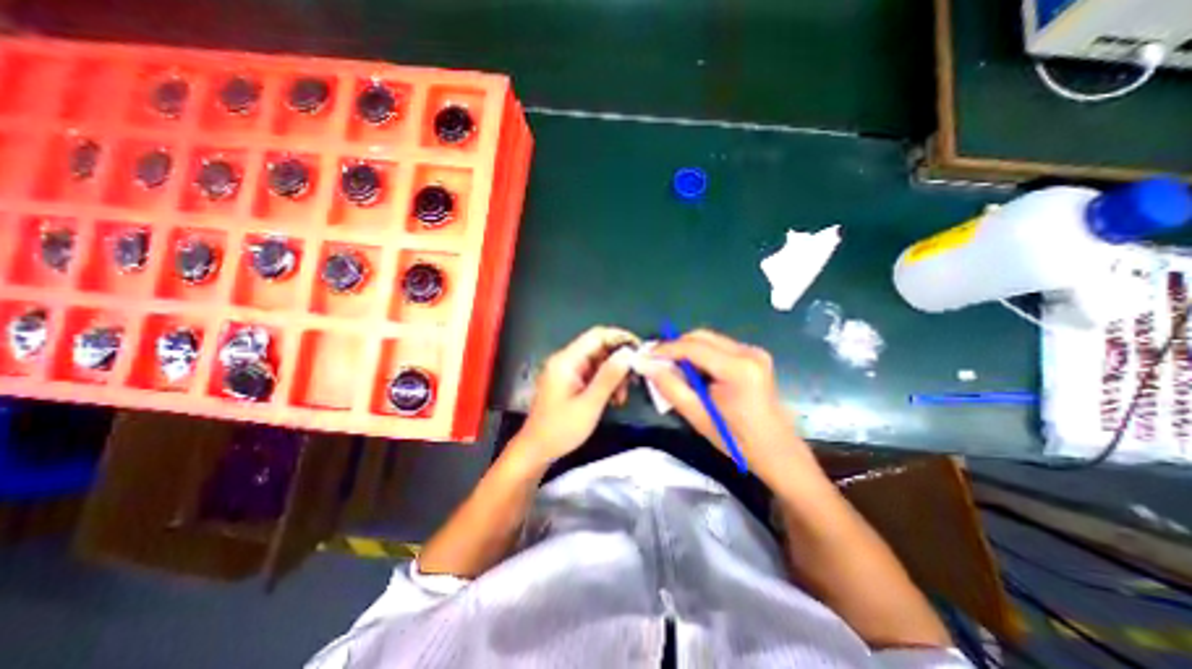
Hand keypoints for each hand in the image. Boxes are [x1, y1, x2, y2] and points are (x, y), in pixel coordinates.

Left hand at [512, 327, 643, 467]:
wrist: (537, 449)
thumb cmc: (561, 429)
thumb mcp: (589, 404)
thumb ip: (608, 377)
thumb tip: (628, 353)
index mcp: (566, 360)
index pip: (597, 335)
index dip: (620, 337)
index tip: (640, 350)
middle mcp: (566, 360)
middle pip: (599, 348)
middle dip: (619, 362)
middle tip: (633, 380)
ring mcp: (568, 370)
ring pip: (599, 361)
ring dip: (614, 375)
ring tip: (621, 397)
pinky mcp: (570, 380)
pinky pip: (593, 373)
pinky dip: (605, 382)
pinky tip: (612, 399)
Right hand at [643, 331, 820, 489]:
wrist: (777, 451)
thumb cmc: (737, 440)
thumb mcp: (698, 416)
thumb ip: (670, 388)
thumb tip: (646, 366)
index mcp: (738, 369)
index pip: (693, 347)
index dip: (665, 349)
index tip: (645, 356)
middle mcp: (748, 352)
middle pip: (701, 337)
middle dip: (675, 347)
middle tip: (656, 363)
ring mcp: (754, 352)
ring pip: (709, 340)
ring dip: (687, 351)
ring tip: (673, 369)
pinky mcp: (754, 356)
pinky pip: (718, 347)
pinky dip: (701, 355)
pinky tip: (694, 372)